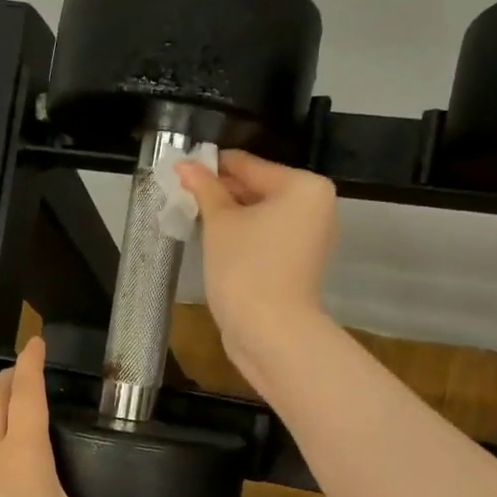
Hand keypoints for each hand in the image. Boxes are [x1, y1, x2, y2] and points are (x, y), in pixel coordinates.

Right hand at [177, 150, 337, 391]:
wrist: (270, 333)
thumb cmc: (245, 268)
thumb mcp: (220, 223)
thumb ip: (204, 189)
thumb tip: (184, 163)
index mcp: (304, 187)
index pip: (249, 165)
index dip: (212, 166)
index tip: (180, 166)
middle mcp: (315, 207)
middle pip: (258, 188)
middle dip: (221, 192)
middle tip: (181, 193)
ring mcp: (309, 238)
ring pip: (260, 216)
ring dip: (229, 216)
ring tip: (191, 216)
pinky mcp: (298, 264)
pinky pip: (266, 238)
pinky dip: (242, 237)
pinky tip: (212, 241)